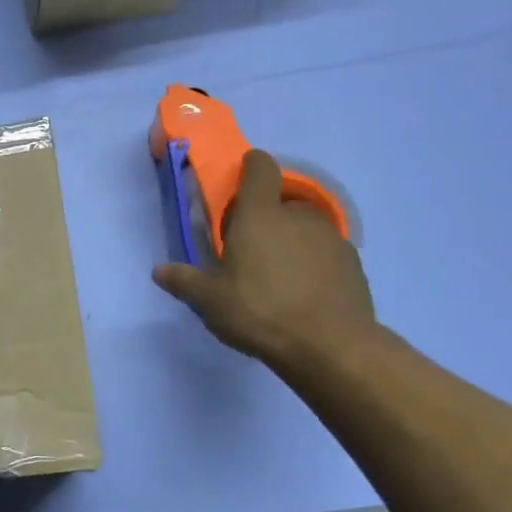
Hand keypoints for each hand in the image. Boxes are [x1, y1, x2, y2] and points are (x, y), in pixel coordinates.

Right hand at [153, 149, 375, 370]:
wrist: (331, 346)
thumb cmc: (259, 311)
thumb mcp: (209, 300)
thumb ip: (184, 281)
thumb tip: (159, 271)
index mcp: (260, 215)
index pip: (260, 169)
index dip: (251, 166)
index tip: (241, 177)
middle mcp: (298, 217)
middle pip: (281, 202)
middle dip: (266, 217)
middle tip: (248, 247)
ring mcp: (331, 239)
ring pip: (305, 228)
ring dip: (290, 240)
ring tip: (276, 274)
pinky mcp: (353, 264)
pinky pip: (325, 253)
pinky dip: (312, 263)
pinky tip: (302, 293)